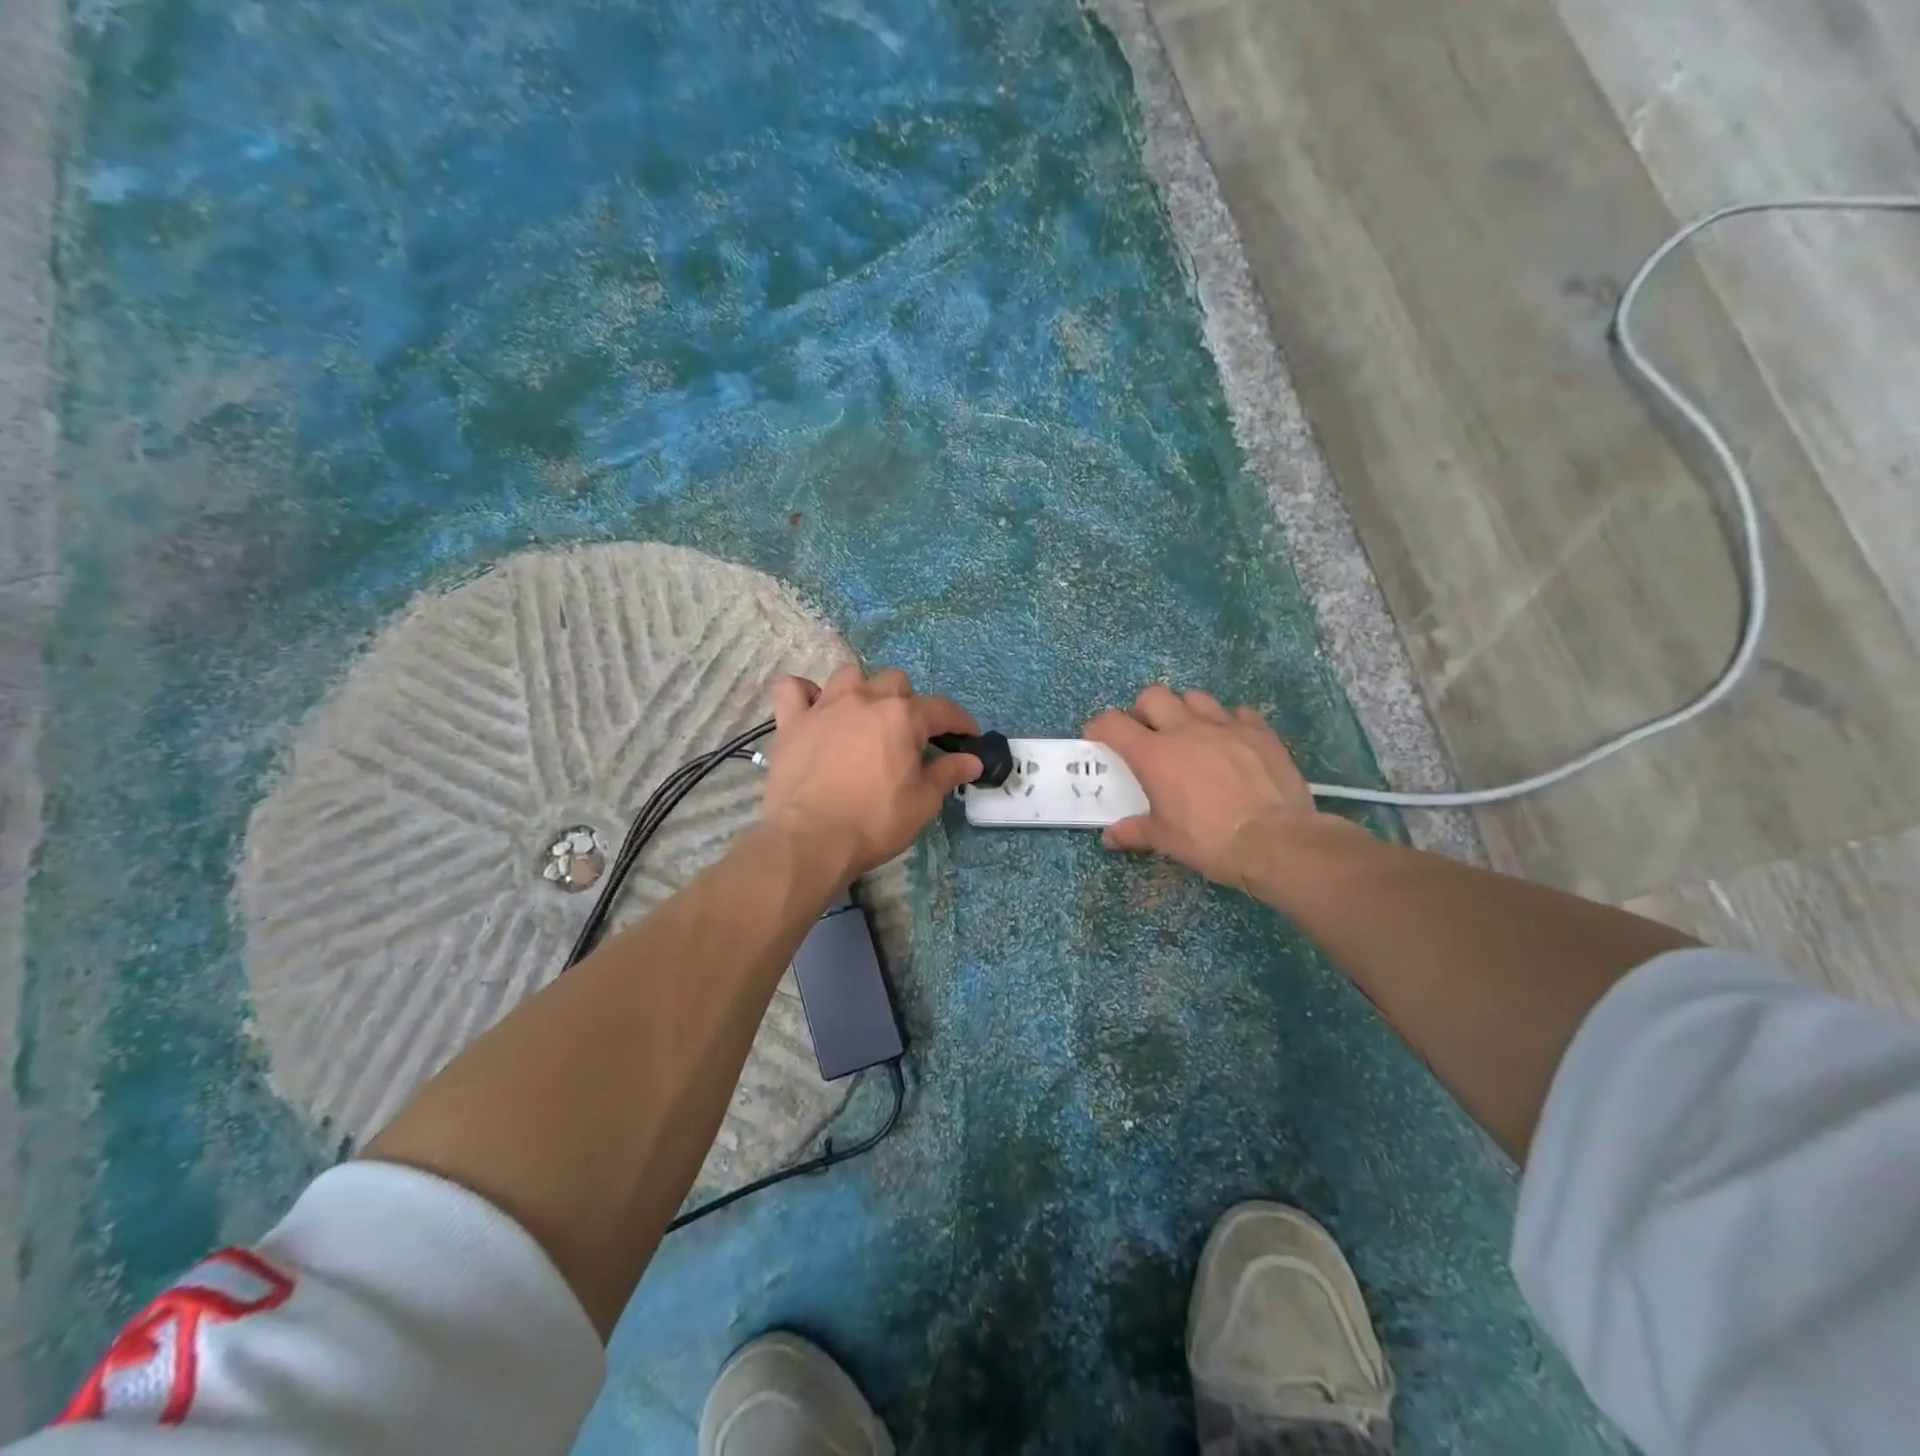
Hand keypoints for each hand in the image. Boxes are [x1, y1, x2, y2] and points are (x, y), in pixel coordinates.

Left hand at [762, 665, 981, 880]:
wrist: (811, 838)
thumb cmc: (875, 821)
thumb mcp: (923, 802)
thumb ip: (947, 774)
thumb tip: (972, 760)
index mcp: (903, 717)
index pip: (942, 709)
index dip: (960, 722)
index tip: (968, 736)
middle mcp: (865, 700)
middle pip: (895, 682)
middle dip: (908, 703)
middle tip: (909, 735)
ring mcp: (825, 707)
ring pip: (849, 676)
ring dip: (862, 690)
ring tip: (863, 717)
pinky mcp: (791, 722)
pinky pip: (792, 689)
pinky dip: (804, 694)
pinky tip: (812, 709)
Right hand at [1084, 685, 1320, 885]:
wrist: (1275, 840)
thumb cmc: (1209, 840)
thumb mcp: (1166, 840)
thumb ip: (1135, 831)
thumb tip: (1110, 836)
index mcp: (1154, 755)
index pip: (1112, 723)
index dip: (1100, 727)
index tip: (1099, 740)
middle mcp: (1185, 729)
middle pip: (1153, 696)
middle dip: (1143, 710)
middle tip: (1147, 734)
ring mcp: (1225, 725)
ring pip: (1195, 696)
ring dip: (1185, 710)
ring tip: (1190, 733)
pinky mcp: (1259, 731)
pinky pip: (1238, 712)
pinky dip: (1229, 722)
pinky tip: (1231, 742)